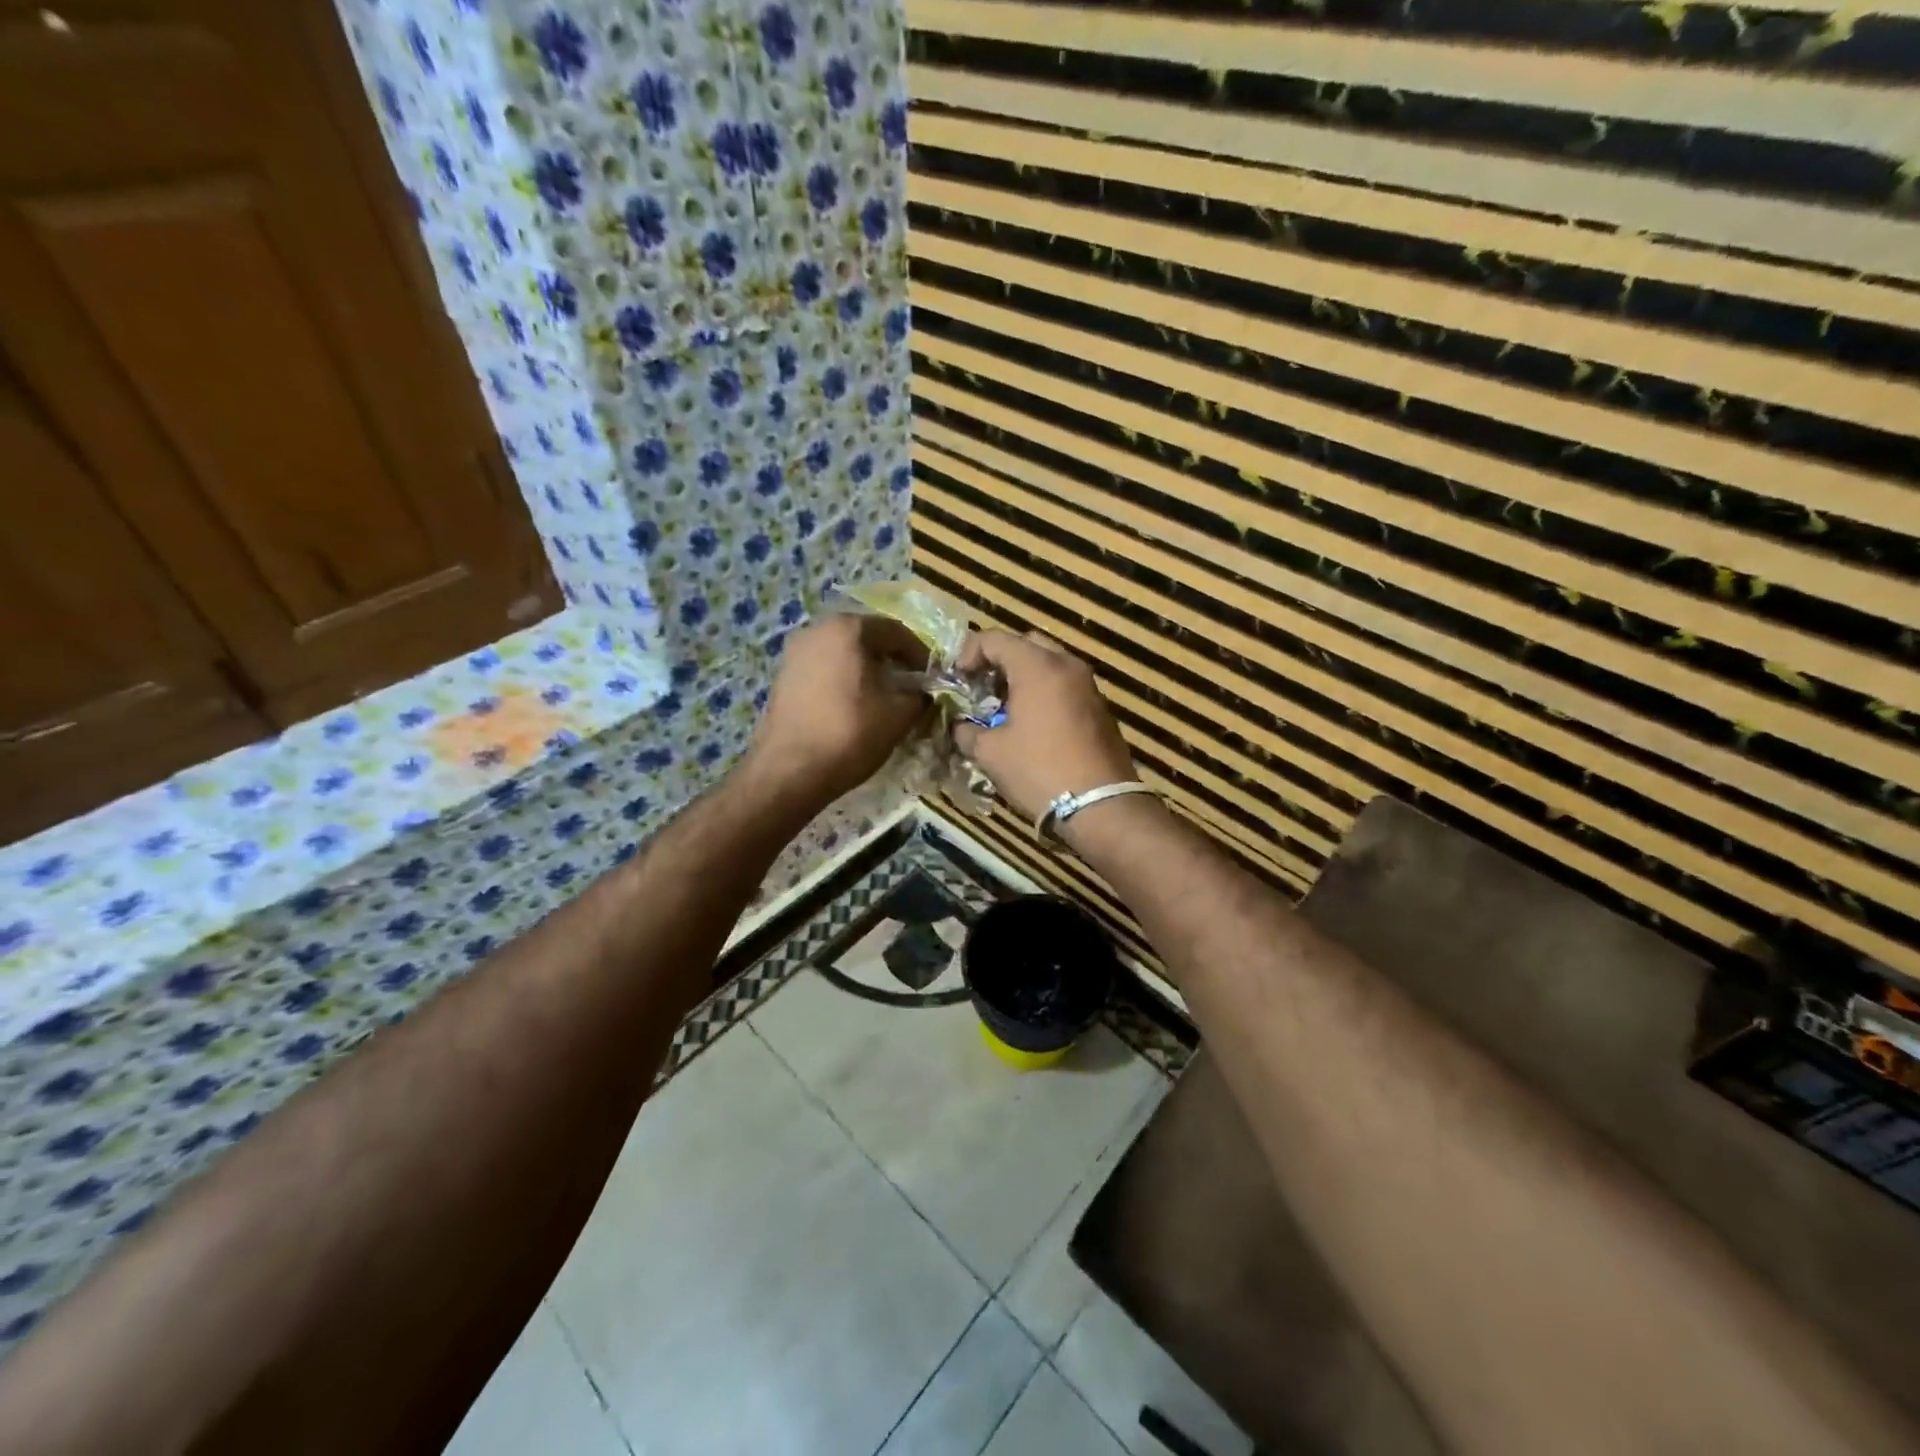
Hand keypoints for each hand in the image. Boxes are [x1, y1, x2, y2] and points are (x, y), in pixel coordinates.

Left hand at [745, 613, 929, 809]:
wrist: (790, 771)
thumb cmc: (850, 733)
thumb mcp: (899, 715)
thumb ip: (919, 696)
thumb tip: (922, 694)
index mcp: (848, 629)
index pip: (896, 631)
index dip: (919, 654)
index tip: (931, 678)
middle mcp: (817, 630)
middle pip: (866, 638)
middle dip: (891, 660)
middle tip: (909, 686)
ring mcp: (794, 653)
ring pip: (843, 654)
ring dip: (866, 670)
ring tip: (882, 698)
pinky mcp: (782, 677)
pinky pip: (823, 670)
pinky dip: (843, 681)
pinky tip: (852, 706)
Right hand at [951, 630, 1135, 822]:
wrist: (1099, 805)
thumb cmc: (1039, 770)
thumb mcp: (991, 753)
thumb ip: (968, 732)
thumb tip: (961, 728)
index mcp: (1038, 666)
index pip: (995, 639)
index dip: (968, 653)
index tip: (957, 679)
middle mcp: (1067, 665)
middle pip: (1026, 644)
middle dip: (999, 661)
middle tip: (981, 687)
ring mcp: (1088, 686)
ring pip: (1049, 664)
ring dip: (1023, 677)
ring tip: (1002, 707)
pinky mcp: (1100, 708)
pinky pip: (1065, 686)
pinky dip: (1044, 693)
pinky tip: (1031, 723)